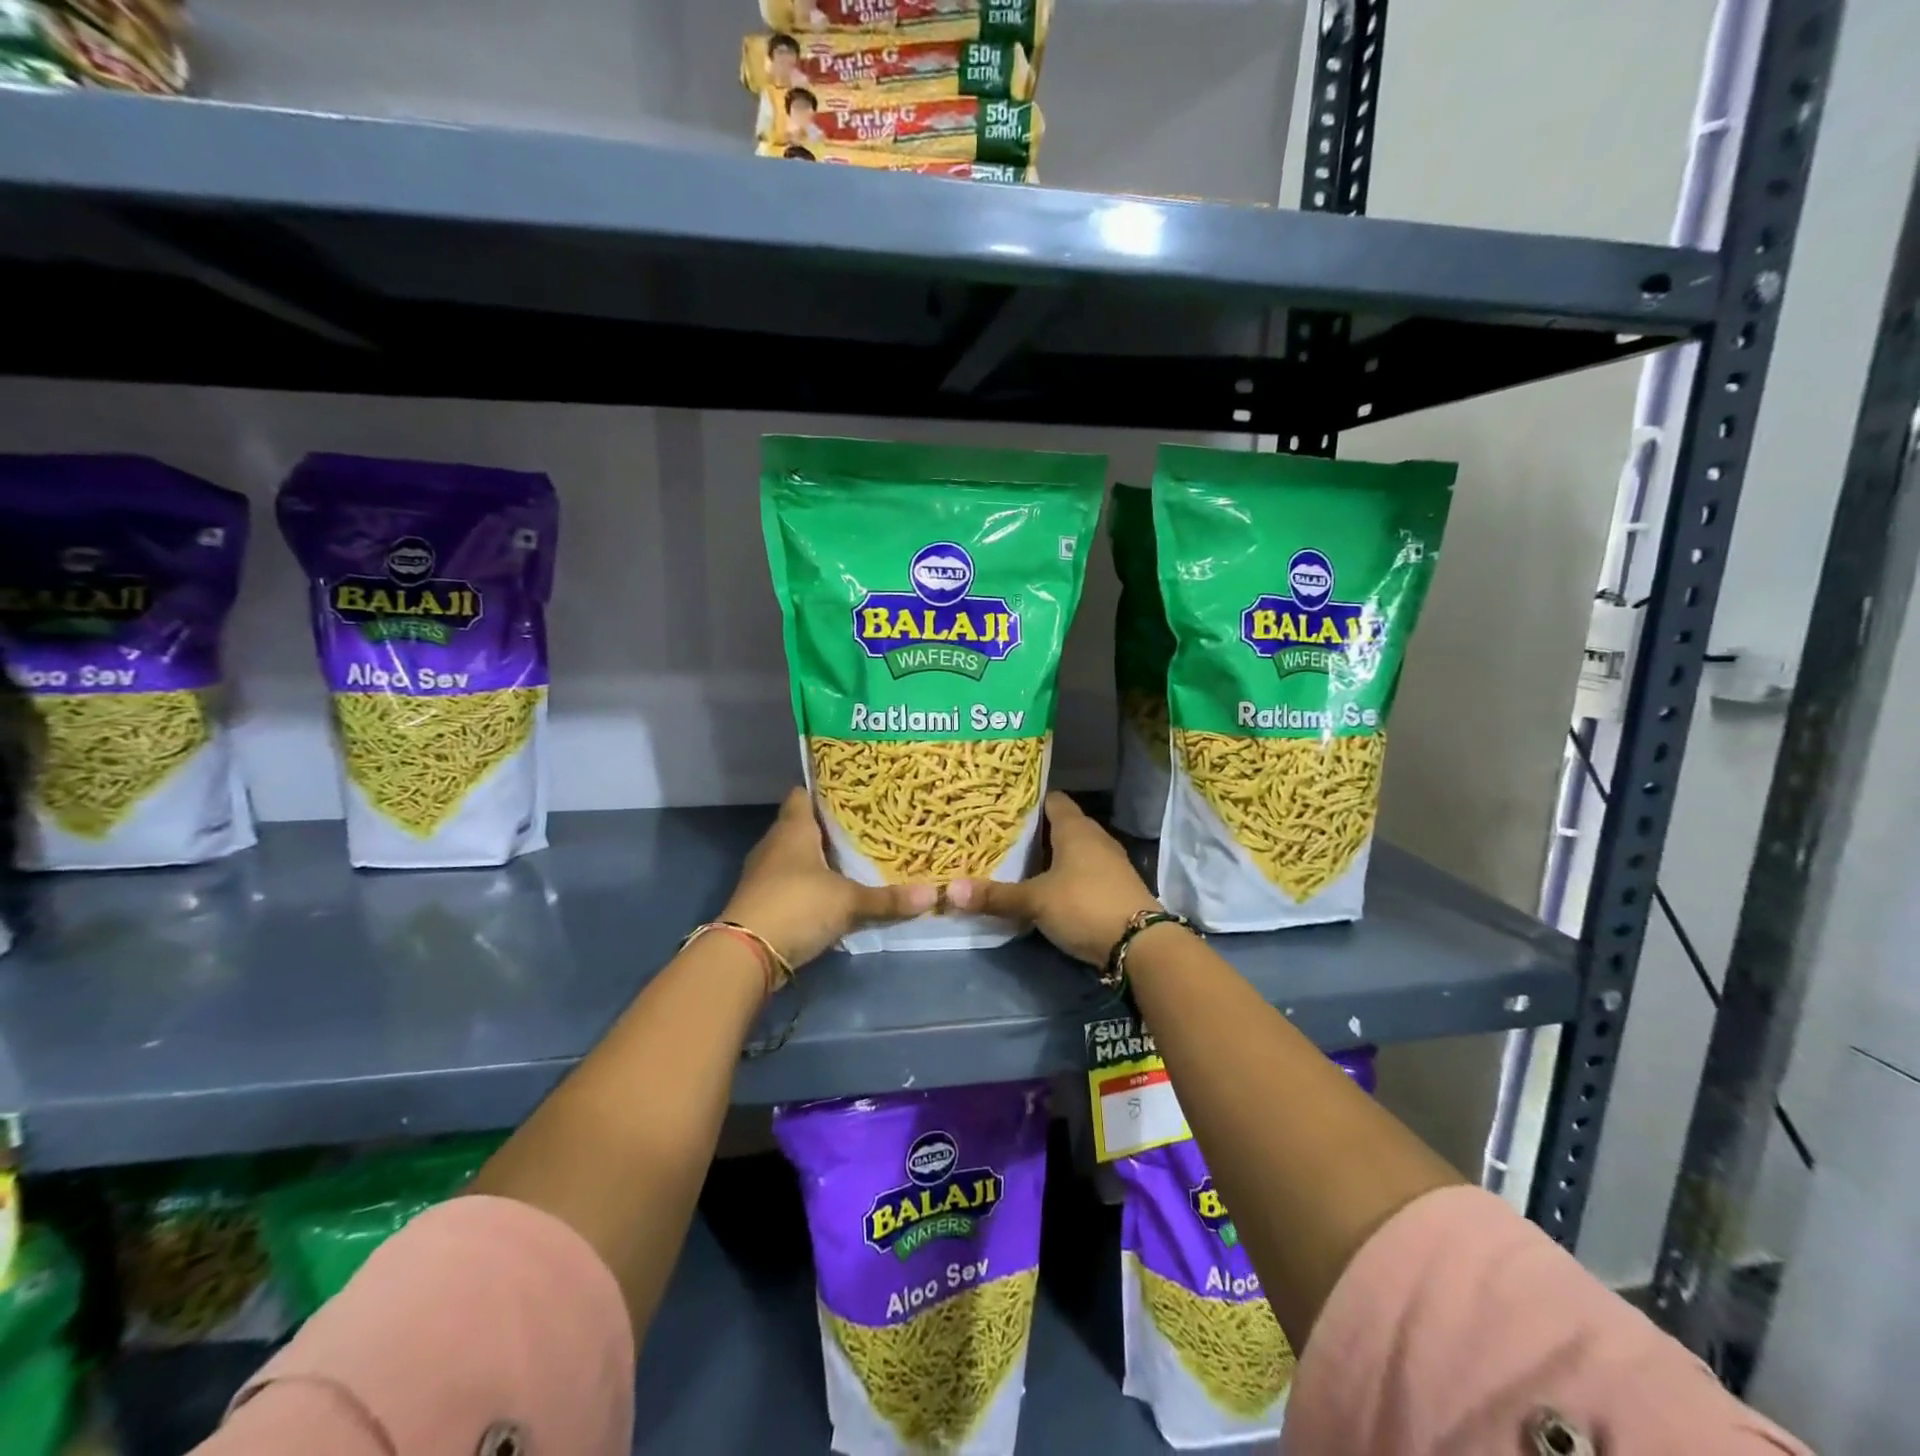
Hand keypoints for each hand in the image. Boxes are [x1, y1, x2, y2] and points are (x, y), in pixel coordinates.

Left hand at [720, 788, 936, 970]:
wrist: (746, 953)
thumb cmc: (797, 905)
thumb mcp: (849, 901)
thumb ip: (887, 899)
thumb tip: (933, 894)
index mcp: (793, 828)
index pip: (803, 795)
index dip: (824, 791)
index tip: (852, 792)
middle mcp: (775, 844)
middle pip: (802, 825)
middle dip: (829, 828)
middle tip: (865, 827)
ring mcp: (764, 873)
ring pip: (795, 856)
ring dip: (818, 859)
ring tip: (854, 858)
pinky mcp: (762, 901)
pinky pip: (790, 883)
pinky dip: (809, 885)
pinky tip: (833, 892)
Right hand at [946, 793, 1161, 965]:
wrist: (1141, 944)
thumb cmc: (1084, 905)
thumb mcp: (1035, 901)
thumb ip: (995, 896)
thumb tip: (949, 890)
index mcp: (1075, 828)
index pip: (1051, 800)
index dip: (1028, 802)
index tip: (1002, 808)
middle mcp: (1095, 838)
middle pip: (1061, 826)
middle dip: (1034, 832)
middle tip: (1000, 838)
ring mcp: (1109, 863)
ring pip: (1072, 851)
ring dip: (1050, 857)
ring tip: (1017, 864)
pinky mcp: (1115, 888)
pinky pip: (1083, 872)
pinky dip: (1065, 877)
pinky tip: (1046, 890)